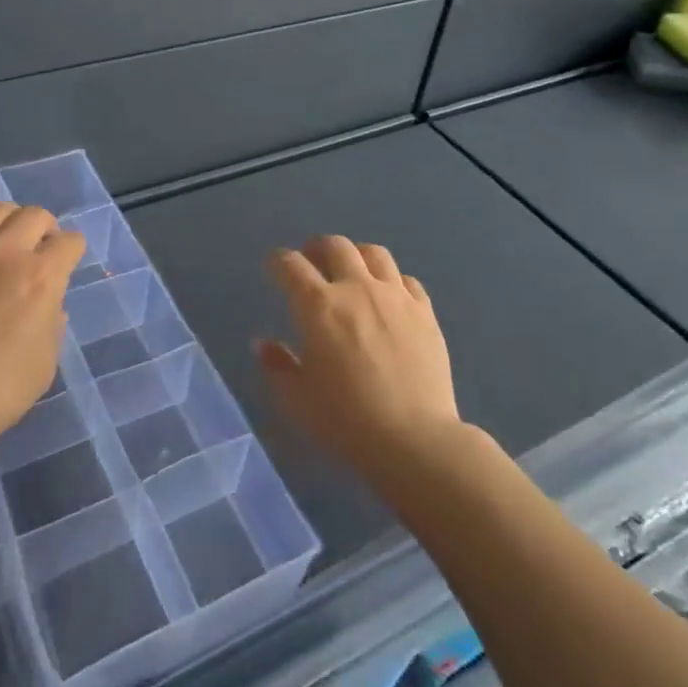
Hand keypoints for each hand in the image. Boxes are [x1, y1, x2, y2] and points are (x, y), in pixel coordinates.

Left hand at [0, 203, 83, 462]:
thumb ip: (52, 323)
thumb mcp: (45, 363)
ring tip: (2, 247)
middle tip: (38, 251)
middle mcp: (4, 251)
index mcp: (40, 277)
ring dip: (8, 225)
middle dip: (45, 230)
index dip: (72, 252)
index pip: (69, 241)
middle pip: (35, 215)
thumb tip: (48, 304)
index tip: (66, 264)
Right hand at [257, 236, 460, 481]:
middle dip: (317, 248)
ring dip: (356, 255)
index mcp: (318, 306)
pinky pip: (407, 280)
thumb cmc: (346, 421)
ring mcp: (395, 297)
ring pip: (374, 253)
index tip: (273, 267)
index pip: (290, 265)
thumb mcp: (296, 400)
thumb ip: (276, 366)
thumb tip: (262, 344)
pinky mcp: (425, 312)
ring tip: (351, 270)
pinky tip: (388, 297)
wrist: (414, 440)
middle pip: (335, 246)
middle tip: (312, 262)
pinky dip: (391, 281)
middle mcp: (356, 289)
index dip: (277, 261)